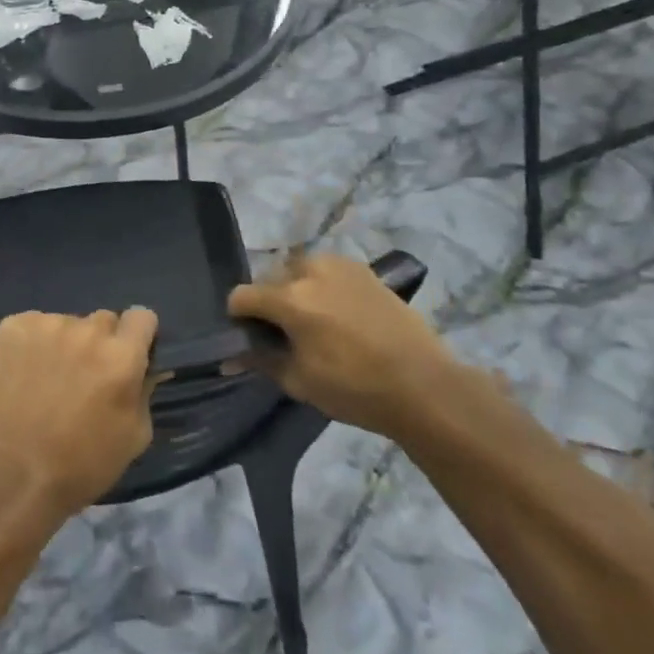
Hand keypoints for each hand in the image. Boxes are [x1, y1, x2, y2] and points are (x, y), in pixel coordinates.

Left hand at [0, 308, 158, 519]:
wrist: (12, 477)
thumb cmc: (80, 466)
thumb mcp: (132, 437)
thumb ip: (144, 392)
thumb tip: (144, 369)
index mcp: (121, 356)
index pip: (141, 316)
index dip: (136, 336)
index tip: (126, 355)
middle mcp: (87, 330)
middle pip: (102, 321)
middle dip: (98, 344)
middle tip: (83, 377)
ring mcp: (47, 325)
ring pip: (65, 324)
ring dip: (62, 344)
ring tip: (46, 380)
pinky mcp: (12, 327)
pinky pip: (31, 326)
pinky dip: (29, 345)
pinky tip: (21, 374)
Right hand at [229, 254, 456, 440]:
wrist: (422, 385)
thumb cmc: (355, 389)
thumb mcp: (300, 381)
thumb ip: (261, 361)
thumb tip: (230, 356)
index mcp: (290, 298)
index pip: (242, 295)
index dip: (238, 317)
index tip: (248, 338)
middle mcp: (310, 270)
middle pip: (271, 279)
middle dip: (270, 302)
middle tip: (284, 334)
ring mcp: (339, 265)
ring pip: (300, 270)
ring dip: (297, 290)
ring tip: (314, 322)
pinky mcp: (363, 269)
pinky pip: (328, 271)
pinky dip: (323, 287)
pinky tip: (340, 315)